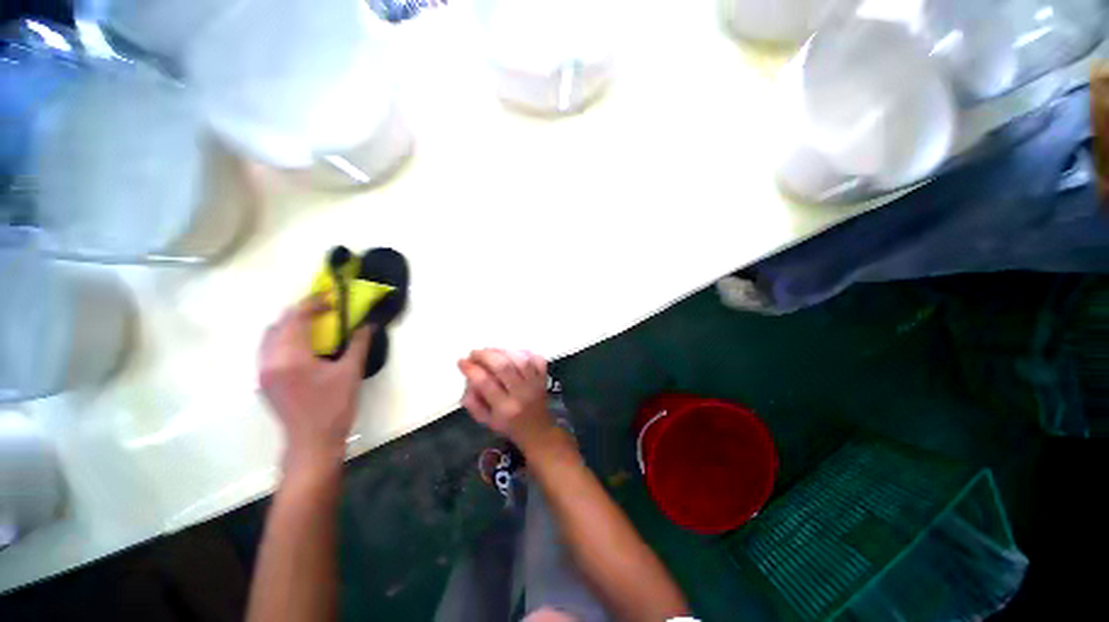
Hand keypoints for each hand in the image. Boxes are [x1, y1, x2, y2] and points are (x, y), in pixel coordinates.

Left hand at [259, 297, 372, 474]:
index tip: (331, 299)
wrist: (312, 441)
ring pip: (269, 336)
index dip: (312, 304)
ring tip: (313, 325)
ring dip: (289, 325)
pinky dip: (283, 339)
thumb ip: (359, 344)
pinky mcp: (263, 380)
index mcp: (291, 357)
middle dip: (300, 312)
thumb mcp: (351, 372)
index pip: (295, 318)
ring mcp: (262, 371)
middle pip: (278, 324)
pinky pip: (267, 349)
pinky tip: (302, 346)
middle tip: (324, 310)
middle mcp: (269, 360)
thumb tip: (368, 324)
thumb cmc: (334, 406)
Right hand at [458, 349, 553, 449]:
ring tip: (490, 350)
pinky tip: (511, 352)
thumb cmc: (509, 425)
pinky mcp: (544, 377)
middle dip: (486, 355)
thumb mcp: (486, 421)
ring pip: (520, 359)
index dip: (471, 369)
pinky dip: (524, 352)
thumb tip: (467, 379)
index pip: (486, 383)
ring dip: (502, 350)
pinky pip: (537, 359)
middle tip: (474, 353)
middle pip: (504, 367)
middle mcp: (522, 394)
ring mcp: (536, 384)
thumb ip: (473, 402)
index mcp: (505, 409)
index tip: (462, 362)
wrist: (538, 431)